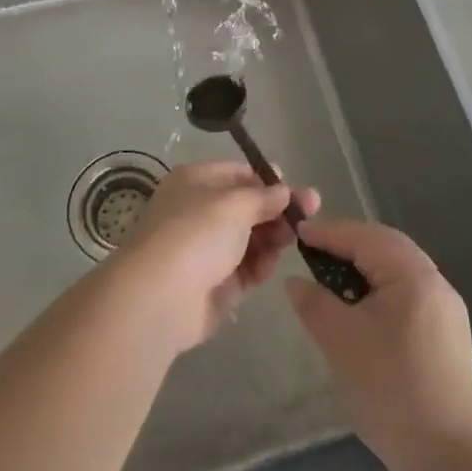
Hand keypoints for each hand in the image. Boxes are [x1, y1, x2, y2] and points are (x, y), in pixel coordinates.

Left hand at [116, 161, 321, 352]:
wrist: (161, 297)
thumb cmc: (196, 233)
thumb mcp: (235, 204)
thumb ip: (265, 197)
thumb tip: (285, 191)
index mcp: (195, 182)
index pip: (238, 174)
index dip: (267, 181)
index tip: (296, 189)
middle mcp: (199, 211)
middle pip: (247, 207)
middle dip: (278, 211)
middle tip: (310, 215)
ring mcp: (206, 249)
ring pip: (250, 238)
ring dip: (273, 238)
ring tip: (293, 240)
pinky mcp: (215, 284)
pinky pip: (246, 269)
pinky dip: (260, 265)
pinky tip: (270, 264)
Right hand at [286, 220, 471, 470]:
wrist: (450, 457)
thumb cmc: (390, 388)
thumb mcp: (341, 341)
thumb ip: (315, 304)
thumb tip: (296, 282)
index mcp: (413, 274)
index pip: (365, 237)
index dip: (329, 233)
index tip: (297, 232)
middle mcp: (435, 282)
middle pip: (387, 246)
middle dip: (349, 243)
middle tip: (314, 249)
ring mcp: (446, 310)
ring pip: (400, 270)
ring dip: (366, 266)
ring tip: (333, 277)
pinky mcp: (448, 336)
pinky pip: (408, 293)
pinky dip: (381, 288)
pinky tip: (362, 309)